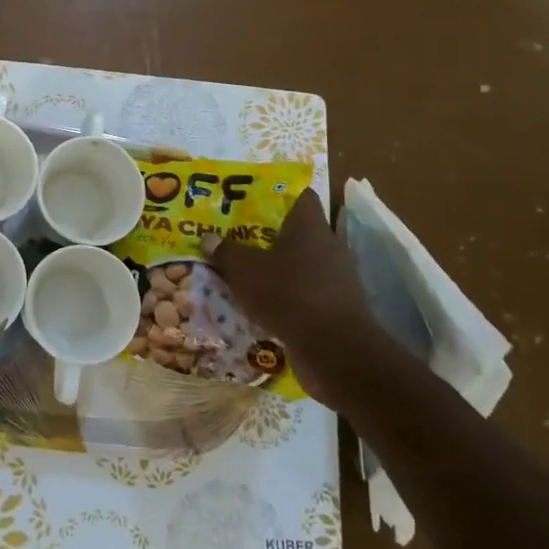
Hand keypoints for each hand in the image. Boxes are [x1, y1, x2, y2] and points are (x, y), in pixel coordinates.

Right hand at [204, 189, 386, 400]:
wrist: (334, 351)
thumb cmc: (289, 294)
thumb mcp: (245, 270)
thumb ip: (226, 252)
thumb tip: (209, 237)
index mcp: (310, 227)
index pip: (301, 197)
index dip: (278, 197)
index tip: (252, 202)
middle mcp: (330, 247)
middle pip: (299, 233)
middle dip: (271, 238)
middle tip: (240, 240)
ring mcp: (339, 280)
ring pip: (304, 266)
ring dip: (281, 271)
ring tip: (249, 276)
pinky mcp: (340, 310)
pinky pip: (309, 295)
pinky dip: (290, 299)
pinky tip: (266, 308)